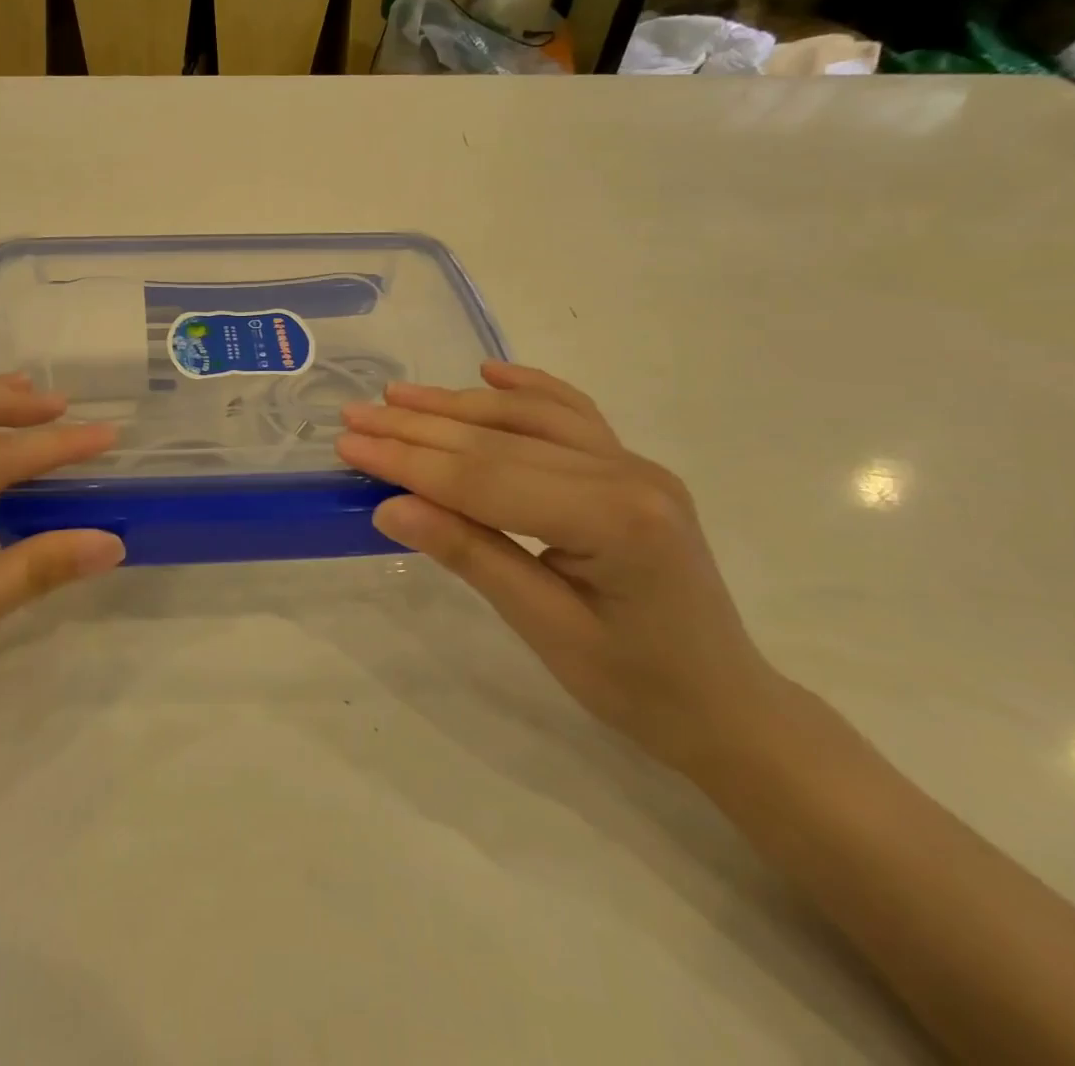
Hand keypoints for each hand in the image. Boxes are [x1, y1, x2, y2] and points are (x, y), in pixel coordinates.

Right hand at [336, 362, 784, 773]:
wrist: (725, 704)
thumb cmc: (637, 686)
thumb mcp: (544, 630)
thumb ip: (470, 556)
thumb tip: (388, 507)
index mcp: (615, 518)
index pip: (487, 478)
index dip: (410, 461)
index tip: (349, 444)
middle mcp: (626, 472)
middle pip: (500, 440)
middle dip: (418, 428)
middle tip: (354, 416)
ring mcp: (632, 462)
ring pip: (527, 418)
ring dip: (456, 404)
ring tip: (396, 395)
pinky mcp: (629, 466)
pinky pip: (571, 414)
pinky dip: (527, 388)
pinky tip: (490, 371)